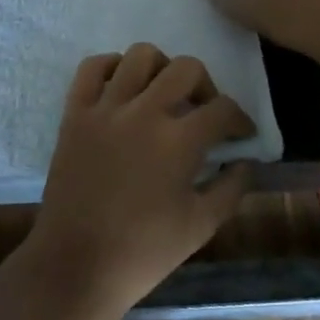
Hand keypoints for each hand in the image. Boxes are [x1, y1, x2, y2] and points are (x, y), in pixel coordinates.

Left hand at [25, 44, 255, 319]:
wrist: (77, 263)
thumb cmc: (143, 252)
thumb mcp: (201, 226)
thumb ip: (231, 188)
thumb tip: (245, 161)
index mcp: (178, 141)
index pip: (222, 109)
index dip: (240, 119)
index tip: (241, 133)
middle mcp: (143, 112)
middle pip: (186, 68)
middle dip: (205, 85)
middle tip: (204, 110)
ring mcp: (105, 107)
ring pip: (140, 55)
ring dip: (160, 68)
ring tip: (162, 93)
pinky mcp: (75, 111)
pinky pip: (92, 67)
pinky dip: (111, 66)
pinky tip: (122, 86)